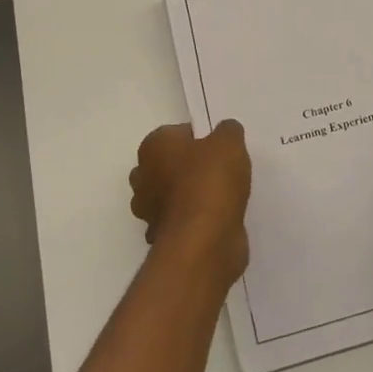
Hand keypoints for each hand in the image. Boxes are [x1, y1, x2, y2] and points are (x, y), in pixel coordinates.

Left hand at [130, 121, 251, 288]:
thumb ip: (227, 131)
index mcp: (153, 148)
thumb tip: (225, 131)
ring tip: (223, 196)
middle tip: (220, 171)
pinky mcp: (163, 238)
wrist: (204, 240)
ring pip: (171, 195)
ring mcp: (150, 211)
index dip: (199, 138)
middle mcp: (143, 177)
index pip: (175, 133)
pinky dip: (195, 221)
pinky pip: (181, 222)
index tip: (220, 149)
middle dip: (189, 167)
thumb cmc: (210, 181)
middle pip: (168, 165)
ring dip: (190, 196)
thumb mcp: (229, 142)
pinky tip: (218, 219)